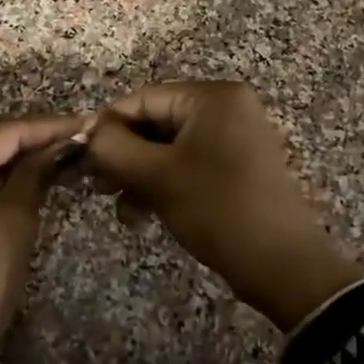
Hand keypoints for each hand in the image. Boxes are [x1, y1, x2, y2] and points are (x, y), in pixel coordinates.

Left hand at [0, 114, 85, 363]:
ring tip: (63, 151)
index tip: (88, 123)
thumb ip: (37, 173)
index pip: (3, 132)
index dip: (48, 127)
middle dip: (33, 139)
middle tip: (79, 137)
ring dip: (16, 157)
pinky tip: (29, 172)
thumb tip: (65, 142)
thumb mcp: (15, 224)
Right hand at [83, 81, 363, 330]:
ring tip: (122, 209)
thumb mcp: (157, 176)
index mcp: (212, 97)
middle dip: (123, 156)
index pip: (142, 99)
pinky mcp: (235, 166)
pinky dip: (162, 184)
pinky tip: (142, 214)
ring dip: (138, 175)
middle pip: (154, 122)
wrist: (283, 266)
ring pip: (167, 148)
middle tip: (96, 187)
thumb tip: (88, 132)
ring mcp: (233, 137)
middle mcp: (225, 108)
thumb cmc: (218, 209)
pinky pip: (186, 164)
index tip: (80, 160)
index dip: (107, 128)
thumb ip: (113, 147)